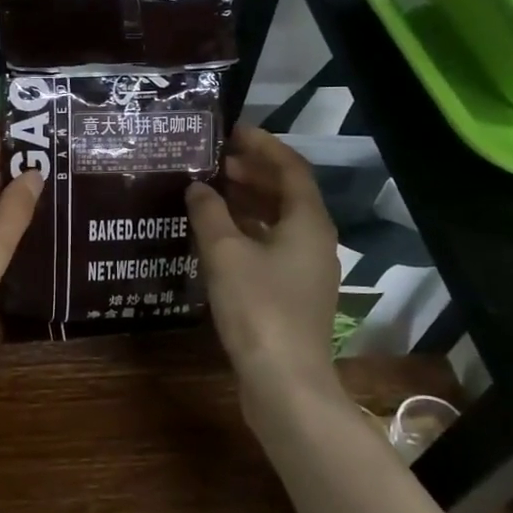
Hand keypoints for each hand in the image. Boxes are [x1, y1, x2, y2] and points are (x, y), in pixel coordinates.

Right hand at [186, 126, 340, 393]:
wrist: (284, 382)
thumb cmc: (258, 308)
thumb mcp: (225, 253)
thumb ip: (209, 213)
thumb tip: (198, 186)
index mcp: (308, 222)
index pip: (290, 167)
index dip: (262, 145)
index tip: (231, 130)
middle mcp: (314, 240)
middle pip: (286, 193)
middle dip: (253, 172)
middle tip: (214, 159)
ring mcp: (306, 270)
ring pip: (278, 221)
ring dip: (248, 202)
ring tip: (211, 189)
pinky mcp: (292, 294)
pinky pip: (271, 246)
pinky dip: (247, 231)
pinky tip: (217, 235)